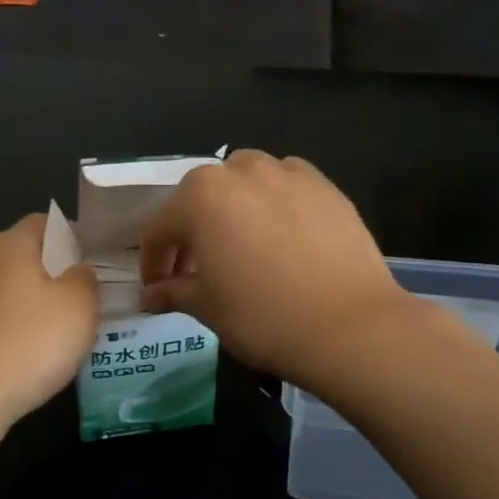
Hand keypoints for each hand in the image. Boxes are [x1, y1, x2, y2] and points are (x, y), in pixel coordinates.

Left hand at [0, 213, 99, 425]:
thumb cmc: (31, 340)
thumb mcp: (80, 305)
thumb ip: (85, 278)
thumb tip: (78, 270)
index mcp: (9, 243)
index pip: (45, 222)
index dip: (73, 237)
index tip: (95, 261)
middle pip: (24, 255)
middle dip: (54, 271)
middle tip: (85, 298)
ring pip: (8, 287)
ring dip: (33, 301)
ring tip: (61, 329)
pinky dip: (14, 326)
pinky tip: (30, 352)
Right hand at [139, 151, 418, 388]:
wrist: (348, 326)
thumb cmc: (261, 316)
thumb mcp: (206, 307)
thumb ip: (172, 292)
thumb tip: (149, 296)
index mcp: (199, 197)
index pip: (160, 228)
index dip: (153, 262)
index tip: (155, 290)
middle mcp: (239, 172)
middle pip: (200, 198)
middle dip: (191, 233)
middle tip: (194, 271)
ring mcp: (287, 174)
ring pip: (244, 182)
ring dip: (231, 209)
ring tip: (239, 246)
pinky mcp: (326, 187)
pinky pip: (285, 186)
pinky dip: (273, 204)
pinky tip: (280, 235)